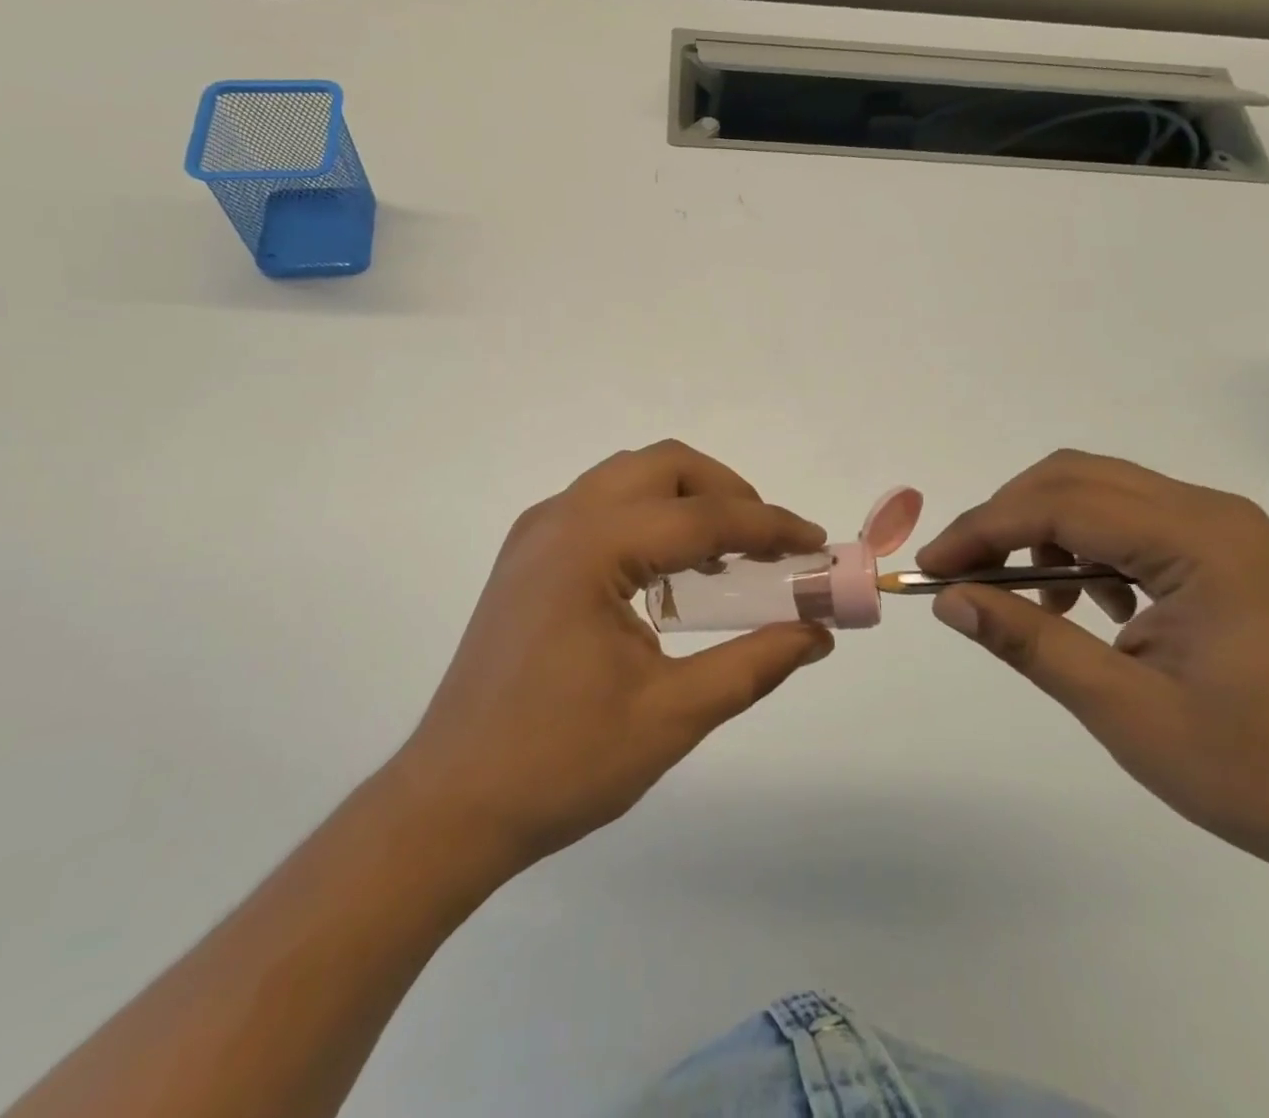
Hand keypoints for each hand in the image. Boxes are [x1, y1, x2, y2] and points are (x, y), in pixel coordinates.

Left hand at [393, 441, 833, 871]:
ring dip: (686, 500)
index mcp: (591, 548)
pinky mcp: (526, 556)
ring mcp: (536, 533)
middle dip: (726, 492)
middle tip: (768, 544)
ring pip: (629, 477)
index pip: (702, 516)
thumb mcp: (672, 715)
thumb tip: (818, 633)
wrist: (450, 803)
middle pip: (663, 466)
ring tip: (727, 555)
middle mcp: (560, 519)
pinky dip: (649, 516)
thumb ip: (754, 664)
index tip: (817, 543)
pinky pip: (601, 506)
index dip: (770, 527)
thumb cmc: (561, 764)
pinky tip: (670, 572)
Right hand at [918, 450, 1268, 915]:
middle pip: (1074, 478)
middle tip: (962, 573)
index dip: (983, 530)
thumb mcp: (1126, 712)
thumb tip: (948, 600)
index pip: (1060, 505)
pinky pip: (1126, 520)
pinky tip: (1083, 604)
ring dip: (1041, 530)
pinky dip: (1079, 546)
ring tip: (1027, 598)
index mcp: (1200, 542)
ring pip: (1096, 492)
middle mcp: (1211, 514)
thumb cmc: (1261, 774)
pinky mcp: (1221, 553)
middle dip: (1004, 518)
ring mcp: (1221, 530)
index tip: (932, 570)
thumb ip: (1030, 643)